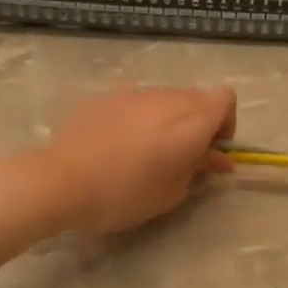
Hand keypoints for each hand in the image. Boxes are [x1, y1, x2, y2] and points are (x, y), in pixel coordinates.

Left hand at [38, 86, 236, 234]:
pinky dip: (138, 119)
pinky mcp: (105, 96)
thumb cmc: (124, 194)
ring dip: (168, 120)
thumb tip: (217, 158)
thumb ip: (199, 169)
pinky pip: (135, 103)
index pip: (226, 98)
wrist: (61, 181)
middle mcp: (167, 98)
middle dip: (198, 123)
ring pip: (165, 99)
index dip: (225, 123)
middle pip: (197, 97)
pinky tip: (116, 147)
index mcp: (191, 120)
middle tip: (181, 157)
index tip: (210, 151)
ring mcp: (134, 93)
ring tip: (146, 153)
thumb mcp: (172, 193)